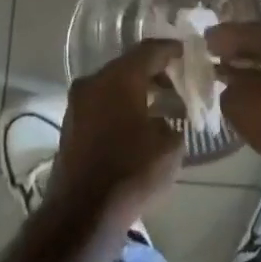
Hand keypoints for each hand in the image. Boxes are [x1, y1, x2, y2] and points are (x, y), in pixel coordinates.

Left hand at [49, 38, 186, 222]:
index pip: (150, 50)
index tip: (190, 53)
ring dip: (137, 89)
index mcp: (119, 78)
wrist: (84, 211)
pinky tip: (140, 121)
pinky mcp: (71, 125)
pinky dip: (122, 105)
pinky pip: (103, 104)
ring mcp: (77, 104)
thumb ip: (175, 118)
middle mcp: (93, 82)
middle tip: (179, 81)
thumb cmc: (133, 171)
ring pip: (113, 85)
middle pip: (129, 65)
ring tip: (163, 103)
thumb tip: (169, 113)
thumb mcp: (171, 144)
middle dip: (155, 71)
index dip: (172, 50)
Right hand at [207, 23, 260, 191]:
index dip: (221, 36)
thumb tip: (232, 86)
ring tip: (228, 81)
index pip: (247, 31)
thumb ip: (229, 87)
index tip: (202, 41)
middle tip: (213, 59)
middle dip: (237, 53)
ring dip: (252, 73)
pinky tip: (251, 100)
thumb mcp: (241, 102)